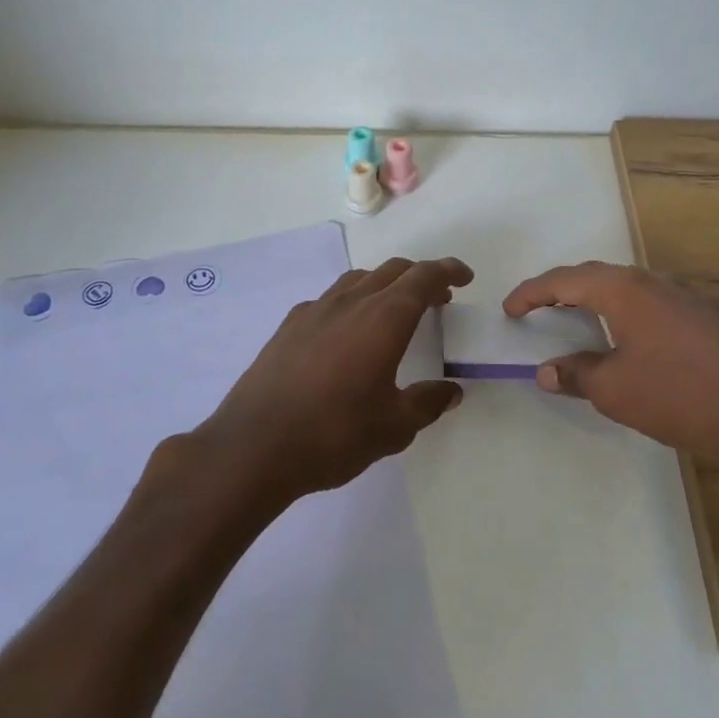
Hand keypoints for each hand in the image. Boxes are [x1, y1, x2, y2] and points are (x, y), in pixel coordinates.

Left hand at [180, 258, 470, 509]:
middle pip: (392, 271)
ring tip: (394, 311)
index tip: (464, 278)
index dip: (448, 271)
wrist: (254, 447)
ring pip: (358, 280)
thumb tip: (450, 391)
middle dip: (421, 277)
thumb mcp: (394, 427)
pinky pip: (329, 299)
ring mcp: (315, 311)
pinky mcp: (288, 327)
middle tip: (438, 299)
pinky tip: (347, 334)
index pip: (424, 277)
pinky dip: (351, 303)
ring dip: (385, 285)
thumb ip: (427, 403)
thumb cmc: (334, 434)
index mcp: (384, 318)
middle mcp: (351, 302)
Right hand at [502, 262, 718, 484]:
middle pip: (594, 277)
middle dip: (560, 290)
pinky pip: (645, 305)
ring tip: (572, 322)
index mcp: (624, 290)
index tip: (509, 309)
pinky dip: (619, 315)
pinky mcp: (701, 318)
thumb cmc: (680, 394)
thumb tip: (547, 370)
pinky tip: (621, 341)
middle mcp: (651, 283)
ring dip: (592, 301)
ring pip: (623, 289)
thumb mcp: (615, 390)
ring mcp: (681, 298)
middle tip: (534, 310)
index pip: (565, 280)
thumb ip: (576, 374)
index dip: (531, 293)